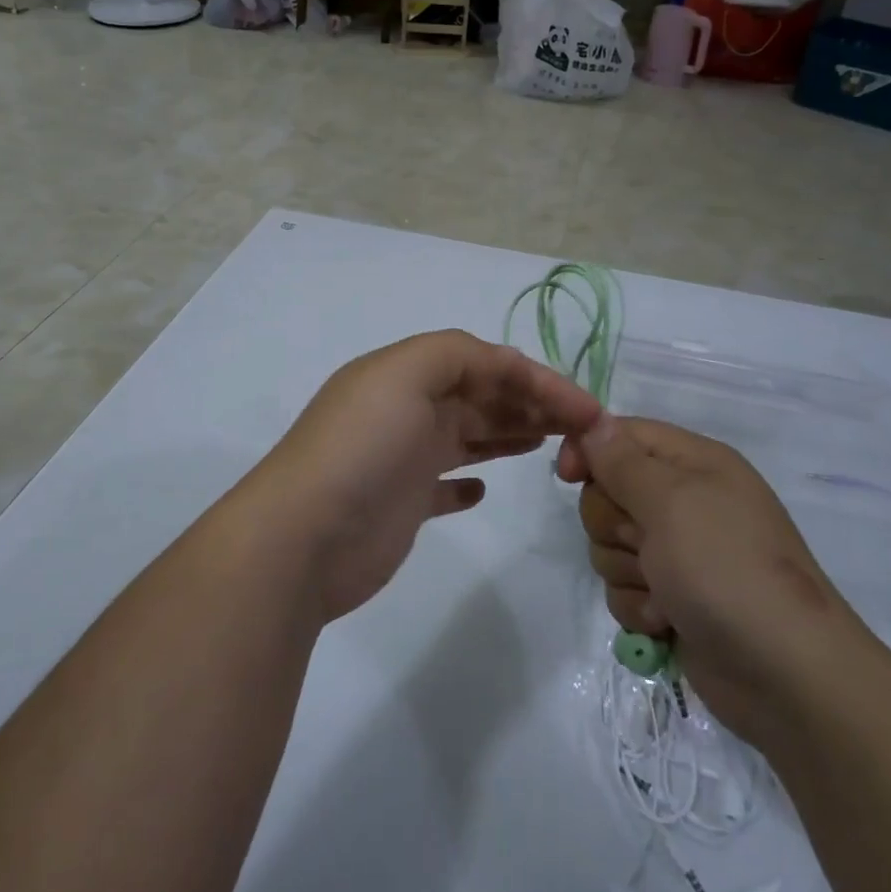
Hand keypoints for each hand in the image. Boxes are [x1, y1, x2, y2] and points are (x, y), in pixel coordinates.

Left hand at [246, 330, 603, 621]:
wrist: (305, 536)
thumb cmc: (362, 448)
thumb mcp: (404, 375)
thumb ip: (455, 355)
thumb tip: (502, 365)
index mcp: (404, 374)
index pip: (483, 362)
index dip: (537, 378)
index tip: (585, 408)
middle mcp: (405, 410)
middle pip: (480, 396)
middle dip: (531, 402)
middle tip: (580, 427)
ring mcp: (403, 458)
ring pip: (469, 435)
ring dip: (508, 431)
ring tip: (550, 443)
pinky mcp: (402, 504)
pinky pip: (443, 486)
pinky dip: (466, 482)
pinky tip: (482, 489)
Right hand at [559, 416, 868, 735]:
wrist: (787, 675)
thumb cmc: (727, 569)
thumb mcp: (672, 502)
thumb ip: (623, 461)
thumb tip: (594, 424)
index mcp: (694, 463)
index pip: (623, 435)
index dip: (590, 450)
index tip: (569, 476)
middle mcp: (685, 502)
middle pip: (608, 492)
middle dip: (613, 524)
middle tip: (645, 543)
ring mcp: (679, 553)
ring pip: (609, 544)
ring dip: (626, 571)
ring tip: (664, 592)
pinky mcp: (671, 599)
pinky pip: (623, 587)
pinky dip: (638, 606)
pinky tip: (667, 621)